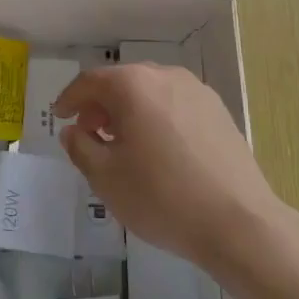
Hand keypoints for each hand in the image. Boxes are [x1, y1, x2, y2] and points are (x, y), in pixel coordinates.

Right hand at [53, 63, 284, 269]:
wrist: (238, 223)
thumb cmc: (162, 197)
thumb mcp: (105, 178)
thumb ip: (80, 147)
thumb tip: (74, 130)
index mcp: (133, 85)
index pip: (90, 82)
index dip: (70, 99)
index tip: (60, 117)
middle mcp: (165, 76)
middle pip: (122, 82)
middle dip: (100, 105)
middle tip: (90, 133)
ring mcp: (197, 91)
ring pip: (150, 92)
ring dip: (129, 110)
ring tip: (123, 144)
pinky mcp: (218, 111)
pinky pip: (175, 104)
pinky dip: (156, 117)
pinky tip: (158, 150)